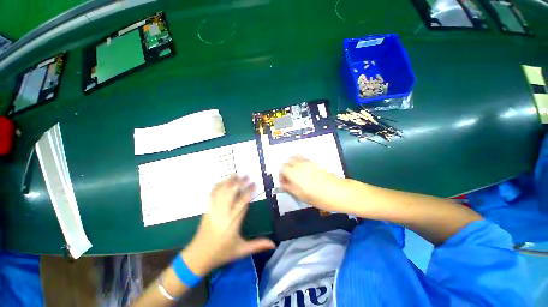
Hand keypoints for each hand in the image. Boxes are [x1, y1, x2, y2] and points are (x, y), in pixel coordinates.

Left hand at [182, 176, 274, 275]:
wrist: (197, 257)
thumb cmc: (221, 253)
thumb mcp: (241, 250)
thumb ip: (258, 245)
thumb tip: (274, 245)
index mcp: (233, 222)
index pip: (243, 202)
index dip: (248, 191)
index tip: (254, 184)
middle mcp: (223, 214)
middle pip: (231, 193)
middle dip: (239, 183)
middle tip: (247, 176)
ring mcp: (213, 210)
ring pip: (222, 192)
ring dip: (229, 182)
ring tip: (236, 175)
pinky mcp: (207, 210)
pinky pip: (212, 195)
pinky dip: (217, 186)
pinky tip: (222, 182)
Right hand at [279, 156, 346, 211]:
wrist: (339, 192)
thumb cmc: (319, 198)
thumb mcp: (301, 196)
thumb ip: (289, 188)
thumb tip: (283, 184)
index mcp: (294, 173)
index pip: (282, 168)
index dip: (281, 175)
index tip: (285, 183)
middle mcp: (299, 165)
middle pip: (287, 161)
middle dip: (286, 169)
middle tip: (290, 178)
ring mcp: (308, 162)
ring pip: (295, 157)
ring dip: (292, 164)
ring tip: (296, 174)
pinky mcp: (314, 162)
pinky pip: (303, 158)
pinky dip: (299, 162)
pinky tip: (305, 172)